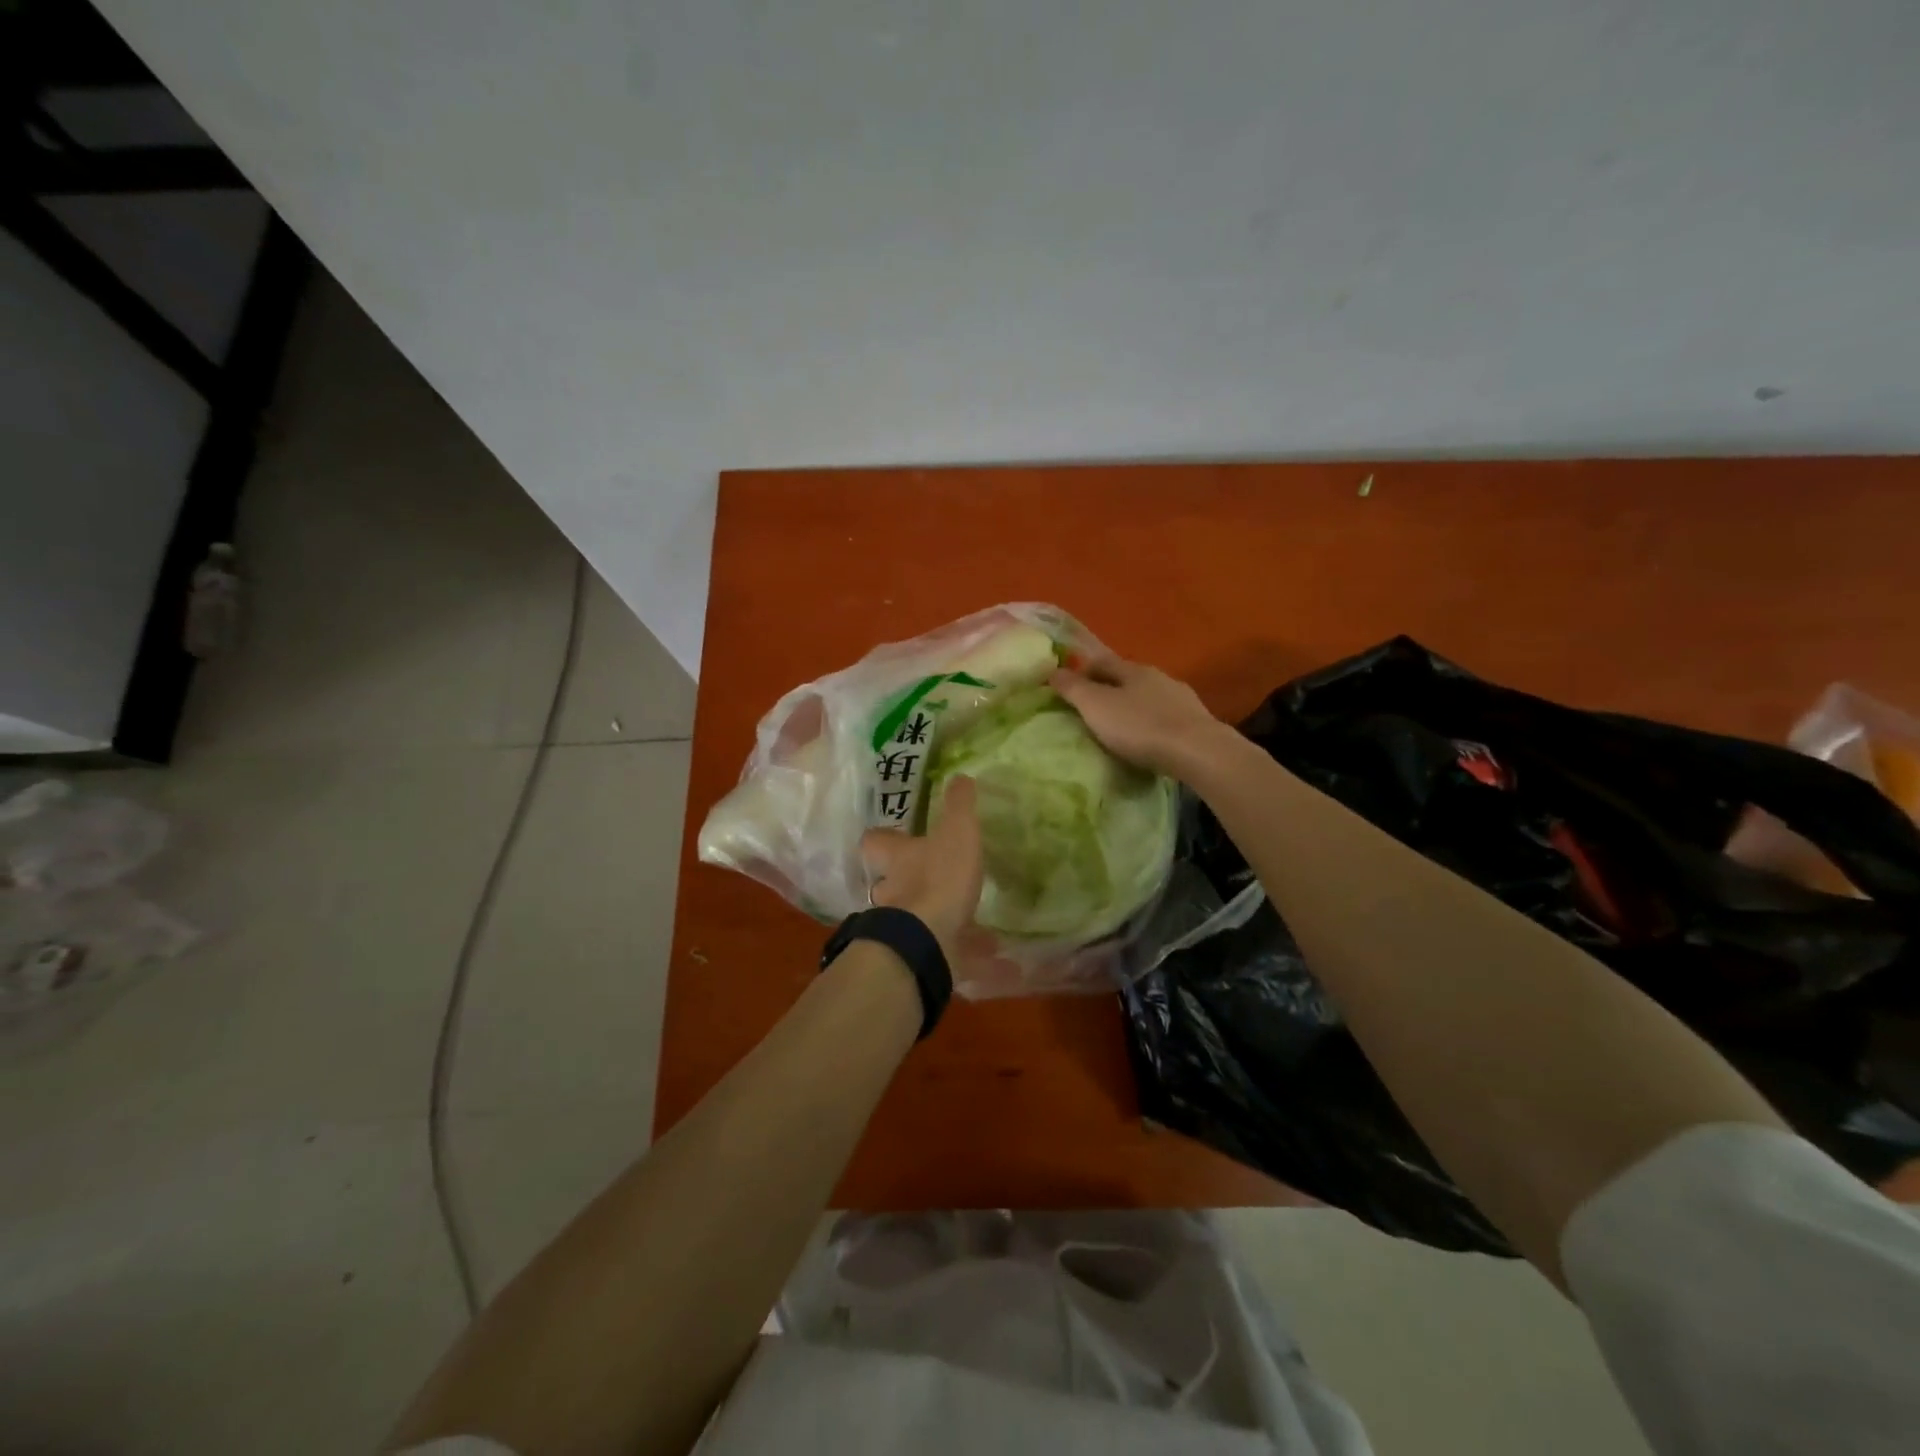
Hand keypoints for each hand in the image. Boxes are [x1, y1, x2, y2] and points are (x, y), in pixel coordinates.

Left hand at [859, 776, 983, 956]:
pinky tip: (996, 953)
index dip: (884, 837)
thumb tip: (960, 776)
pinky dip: (968, 949)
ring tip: (968, 913)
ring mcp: (903, 926)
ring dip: (937, 915)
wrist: (927, 942)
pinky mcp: (921, 952)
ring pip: (915, 916)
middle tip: (932, 874)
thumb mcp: (957, 832)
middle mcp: (892, 891)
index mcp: (896, 858)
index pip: (875, 842)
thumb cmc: (938, 878)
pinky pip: (946, 947)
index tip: (897, 834)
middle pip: (889, 881)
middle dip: (907, 880)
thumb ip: (959, 805)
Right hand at [1050, 655, 1232, 780]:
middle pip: (1127, 678)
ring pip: (1149, 697)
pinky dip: (1152, 723)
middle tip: (1091, 709)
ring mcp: (1181, 698)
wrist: (1197, 751)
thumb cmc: (1139, 726)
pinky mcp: (1196, 722)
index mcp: (1132, 669)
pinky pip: (1166, 717)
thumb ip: (1073, 688)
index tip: (1069, 687)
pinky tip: (1149, 740)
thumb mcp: (1095, 706)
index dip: (1083, 671)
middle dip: (1109, 689)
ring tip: (1120, 727)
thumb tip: (1053, 670)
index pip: (1102, 661)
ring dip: (1133, 706)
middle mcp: (1158, 677)